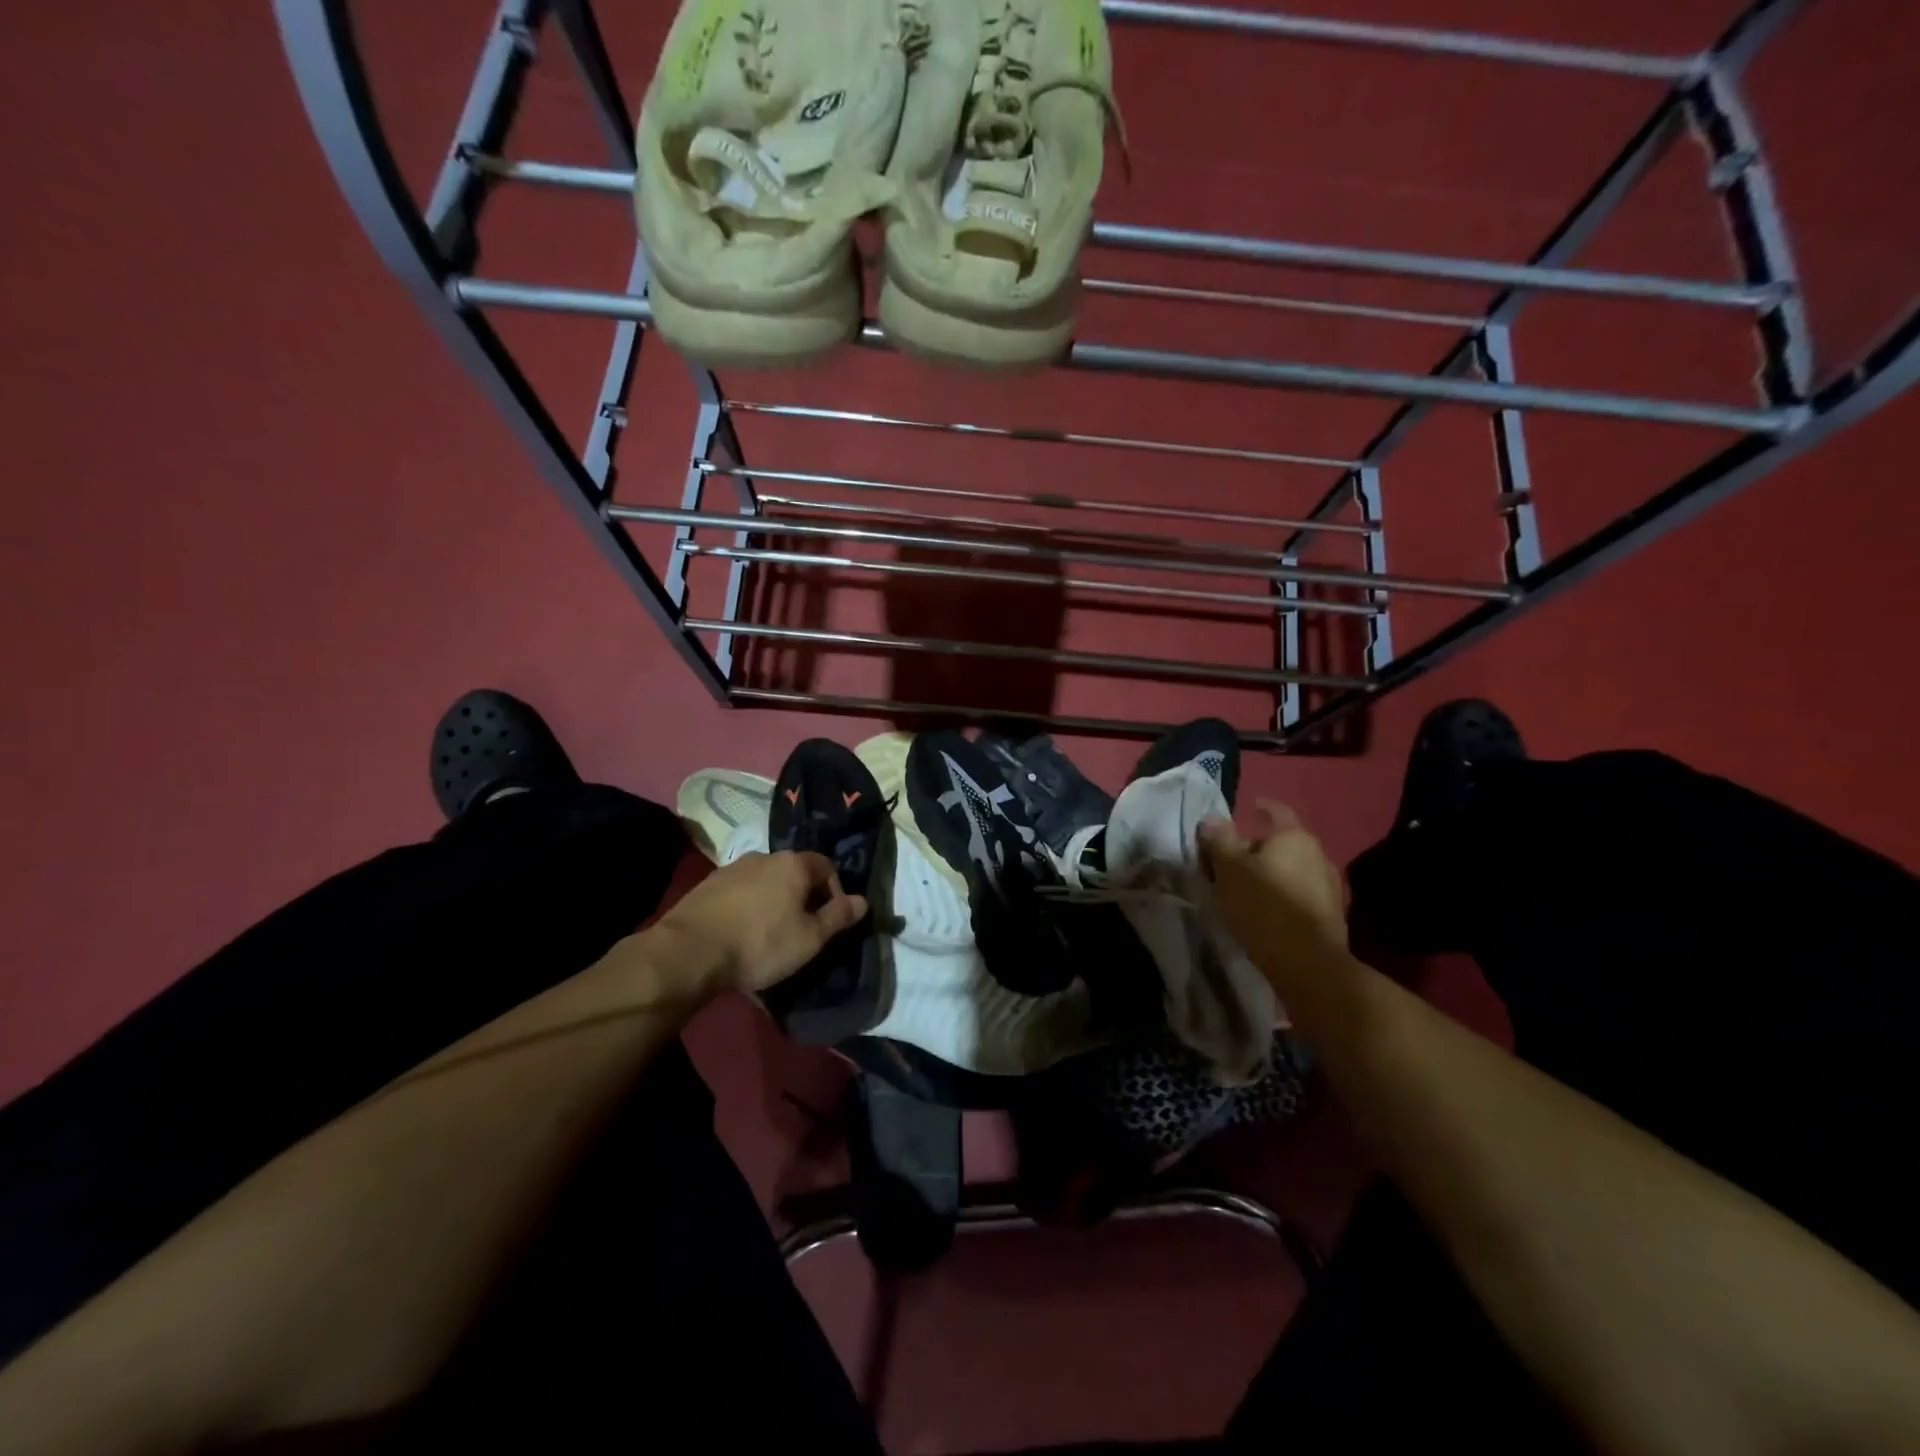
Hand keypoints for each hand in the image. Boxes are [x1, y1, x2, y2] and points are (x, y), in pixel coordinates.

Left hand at [654, 850, 868, 995]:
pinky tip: (742, 932)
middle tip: (803, 929)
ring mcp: (733, 868)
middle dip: (804, 897)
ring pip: (766, 881)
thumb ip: (838, 917)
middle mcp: (765, 856)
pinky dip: (749, 906)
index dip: (835, 892)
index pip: (827, 866)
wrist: (689, 951)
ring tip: (770, 933)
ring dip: (774, 901)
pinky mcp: (708, 884)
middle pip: (795, 872)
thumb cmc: (760, 944)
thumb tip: (863, 901)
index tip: (830, 921)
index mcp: (794, 864)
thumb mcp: (809, 938)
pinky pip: (741, 891)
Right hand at [1199, 799, 1347, 971]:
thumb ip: (1220, 841)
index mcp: (1294, 838)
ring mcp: (1329, 885)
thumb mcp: (1230, 870)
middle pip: (1284, 842)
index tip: (1249, 807)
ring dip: (1272, 872)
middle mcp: (1318, 855)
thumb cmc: (1264, 907)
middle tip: (1232, 858)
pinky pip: (1301, 892)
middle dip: (1259, 847)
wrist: (1308, 964)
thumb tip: (1213, 818)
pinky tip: (1266, 909)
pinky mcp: (1331, 914)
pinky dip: (1283, 893)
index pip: (1277, 811)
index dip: (1261, 807)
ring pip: (1293, 868)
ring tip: (1247, 886)